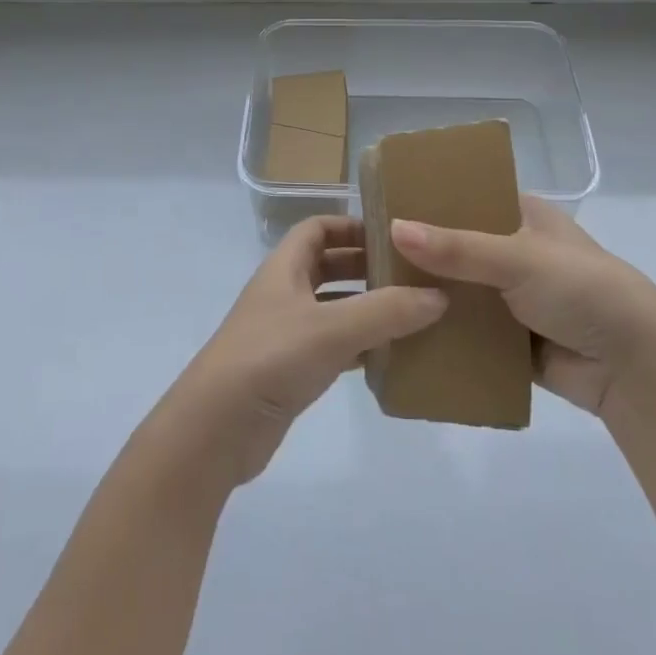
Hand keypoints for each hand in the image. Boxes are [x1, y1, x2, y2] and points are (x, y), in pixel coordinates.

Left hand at [155, 215, 446, 488]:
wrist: (216, 429)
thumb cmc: (270, 358)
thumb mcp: (332, 328)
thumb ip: (386, 311)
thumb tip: (439, 295)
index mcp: (284, 267)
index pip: (317, 228)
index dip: (351, 225)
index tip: (392, 235)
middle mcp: (284, 293)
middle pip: (328, 265)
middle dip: (366, 266)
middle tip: (412, 275)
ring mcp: (285, 333)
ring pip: (333, 308)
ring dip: (367, 308)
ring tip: (413, 314)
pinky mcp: (291, 371)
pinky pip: (333, 347)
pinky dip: (360, 346)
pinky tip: (391, 357)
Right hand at [392, 197, 655, 416]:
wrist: (634, 367)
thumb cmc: (582, 290)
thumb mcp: (519, 258)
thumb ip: (457, 248)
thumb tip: (393, 228)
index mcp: (525, 216)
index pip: (470, 198)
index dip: (432, 200)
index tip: (385, 205)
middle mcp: (517, 252)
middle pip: (459, 247)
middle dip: (423, 253)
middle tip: (369, 254)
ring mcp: (515, 298)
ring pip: (462, 291)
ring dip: (431, 295)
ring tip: (376, 293)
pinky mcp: (513, 340)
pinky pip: (470, 333)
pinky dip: (446, 333)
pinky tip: (404, 333)